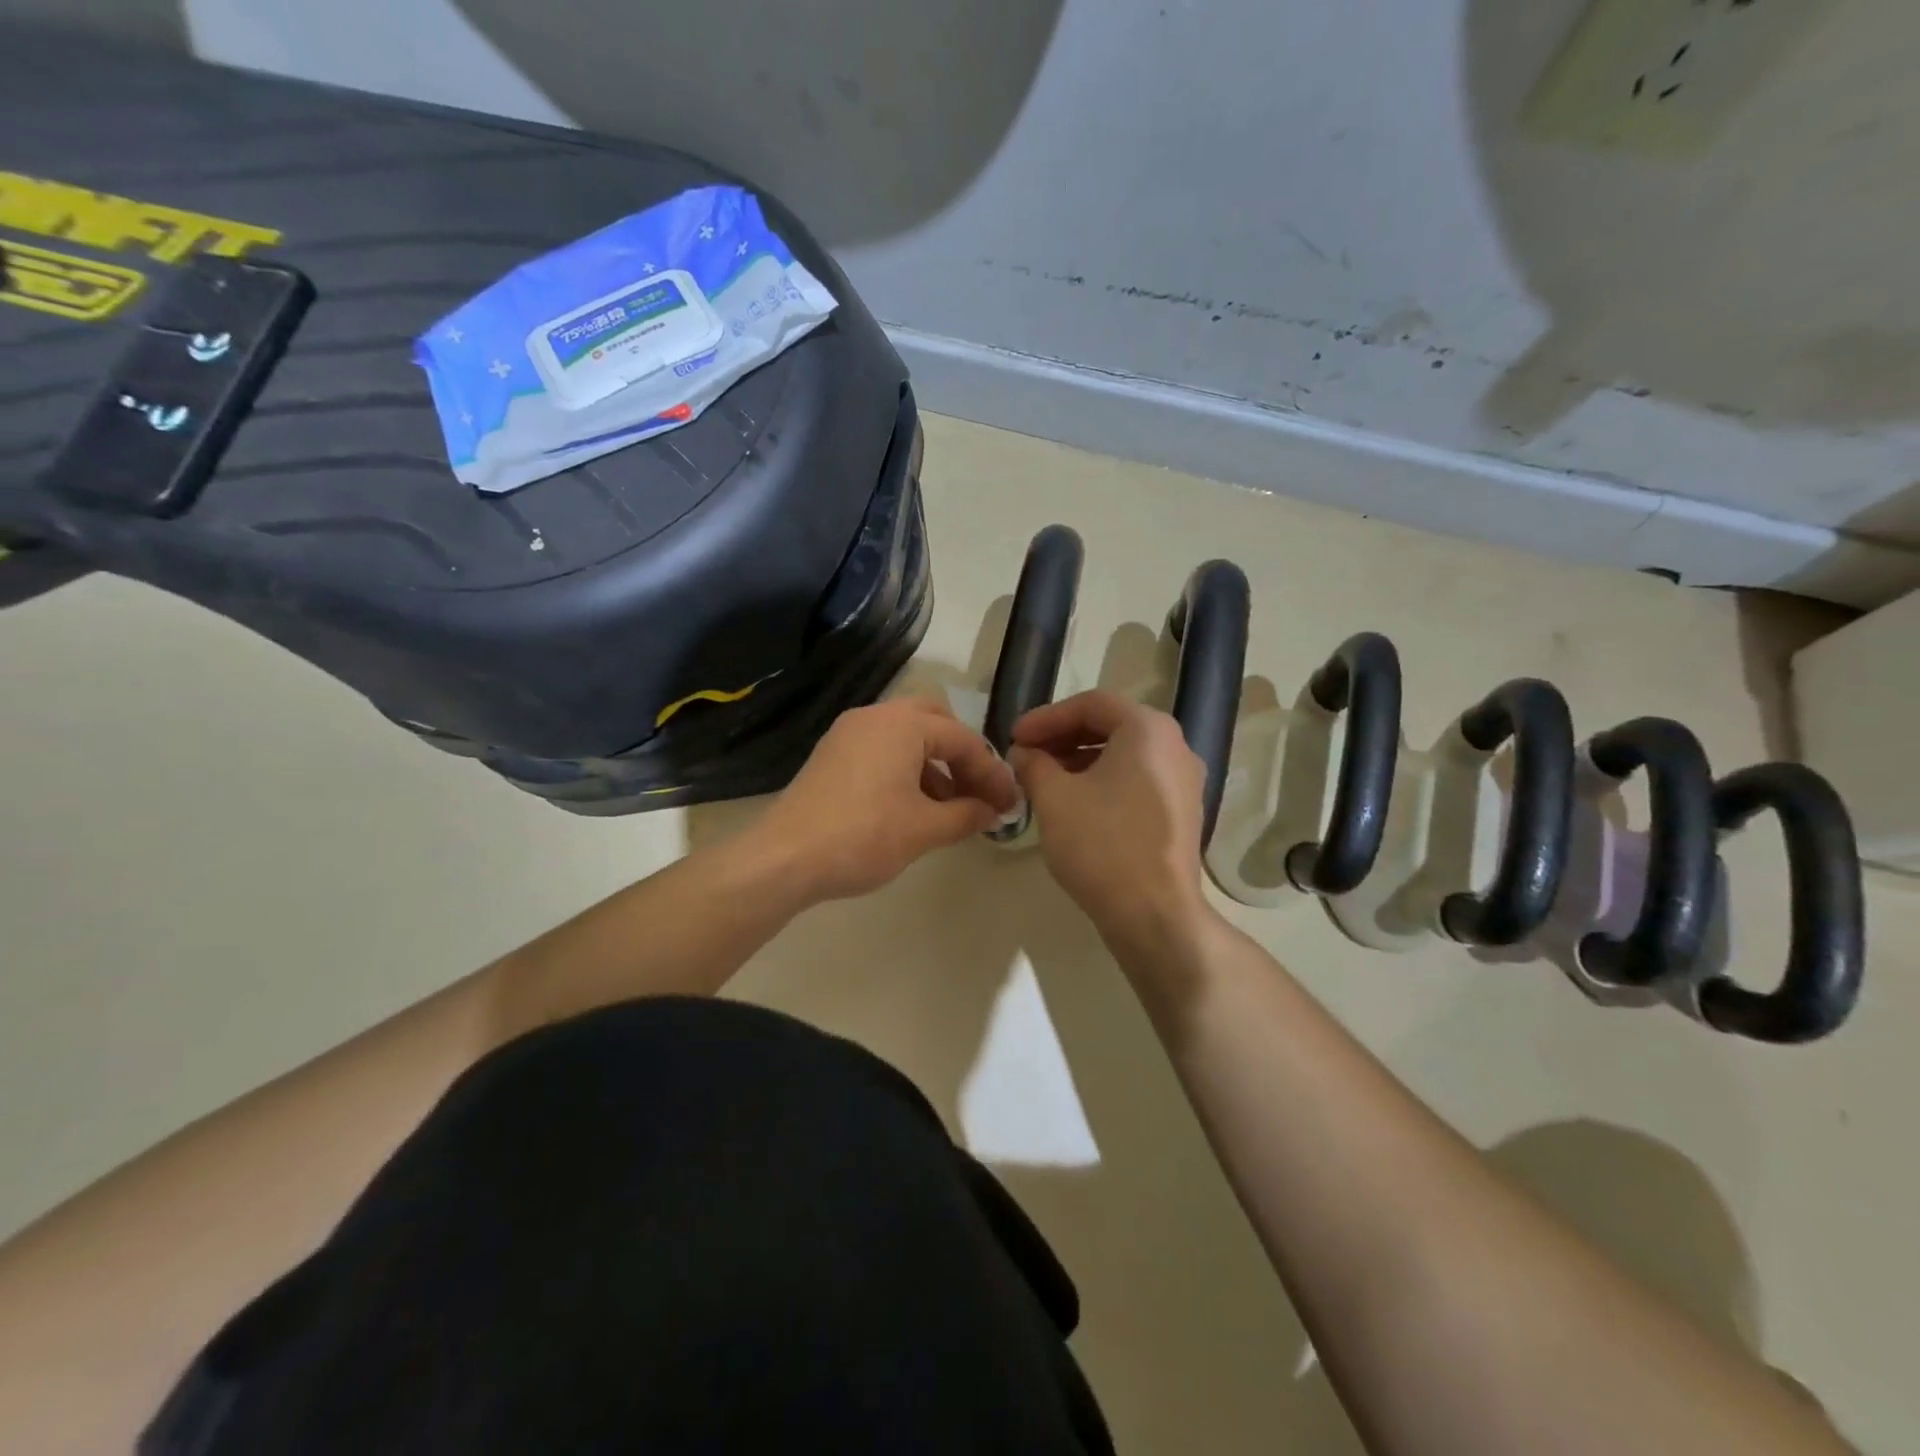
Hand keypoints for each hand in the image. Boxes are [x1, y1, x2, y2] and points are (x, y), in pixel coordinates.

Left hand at [753, 697, 1018, 904]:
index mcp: (903, 724)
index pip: (963, 740)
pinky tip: (914, 808)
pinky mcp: (832, 754)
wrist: (784, 858)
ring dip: (935, 765)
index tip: (1009, 805)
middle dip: (962, 756)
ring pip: (907, 736)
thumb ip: (967, 815)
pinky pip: (882, 750)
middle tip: (977, 792)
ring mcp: (849, 733)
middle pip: (935, 722)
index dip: (991, 773)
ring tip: (950, 810)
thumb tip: (994, 812)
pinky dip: (906, 770)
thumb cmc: (864, 837)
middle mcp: (875, 716)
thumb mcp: (925, 829)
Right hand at [1010, 691, 1210, 951]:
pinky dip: (1103, 782)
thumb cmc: (1102, 844)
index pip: (1090, 704)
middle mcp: (1175, 746)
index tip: (1014, 737)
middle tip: (1026, 756)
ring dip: (1080, 760)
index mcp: (1148, 729)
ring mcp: (1185, 781)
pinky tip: (1074, 804)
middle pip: (1110, 726)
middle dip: (1062, 738)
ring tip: (1043, 780)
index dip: (1046, 717)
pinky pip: (1137, 781)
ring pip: (1124, 755)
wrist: (1154, 914)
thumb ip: (1033, 763)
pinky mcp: (1183, 813)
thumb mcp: (1054, 797)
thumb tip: (1024, 753)